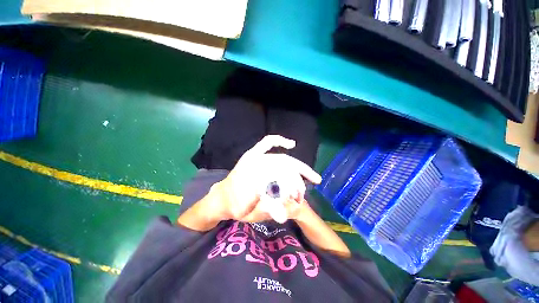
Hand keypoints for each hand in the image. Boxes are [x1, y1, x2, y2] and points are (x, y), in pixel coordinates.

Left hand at [211, 135, 321, 221]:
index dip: (293, 190)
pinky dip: (279, 141)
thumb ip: (267, 210)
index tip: (298, 200)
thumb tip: (283, 215)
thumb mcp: (250, 213)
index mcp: (253, 178)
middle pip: (286, 168)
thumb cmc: (236, 206)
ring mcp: (255, 156)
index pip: (281, 181)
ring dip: (298, 168)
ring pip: (283, 159)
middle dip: (299, 180)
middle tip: (307, 192)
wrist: (223, 197)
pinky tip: (291, 144)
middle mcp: (255, 164)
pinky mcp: (253, 153)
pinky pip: (268, 142)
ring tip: (310, 176)